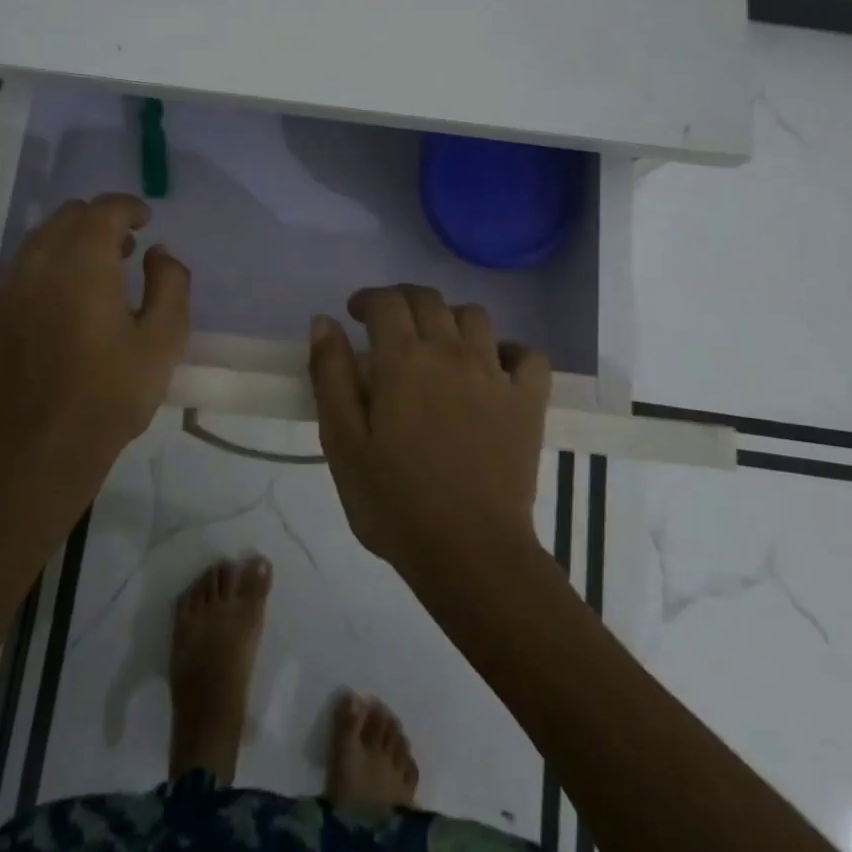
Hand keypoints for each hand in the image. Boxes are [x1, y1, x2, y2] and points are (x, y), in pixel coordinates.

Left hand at [0, 194, 190, 531]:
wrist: (38, 453)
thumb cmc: (110, 394)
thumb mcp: (164, 339)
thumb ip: (171, 283)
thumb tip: (158, 253)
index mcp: (83, 262)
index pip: (104, 210)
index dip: (128, 207)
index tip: (145, 220)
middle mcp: (37, 264)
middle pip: (66, 218)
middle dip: (98, 222)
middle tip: (124, 248)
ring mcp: (4, 293)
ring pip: (37, 245)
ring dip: (69, 246)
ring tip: (93, 277)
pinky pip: (17, 281)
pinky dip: (43, 278)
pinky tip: (57, 313)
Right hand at [308, 285, 548, 580]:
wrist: (469, 553)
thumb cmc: (394, 501)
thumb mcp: (342, 442)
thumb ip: (331, 375)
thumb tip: (324, 321)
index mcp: (403, 359)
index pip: (386, 302)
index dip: (367, 299)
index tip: (354, 314)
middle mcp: (451, 352)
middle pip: (429, 299)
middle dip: (402, 300)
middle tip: (387, 324)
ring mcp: (495, 374)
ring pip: (475, 317)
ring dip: (450, 319)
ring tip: (437, 344)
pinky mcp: (527, 401)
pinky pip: (527, 355)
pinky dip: (509, 351)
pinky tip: (493, 368)